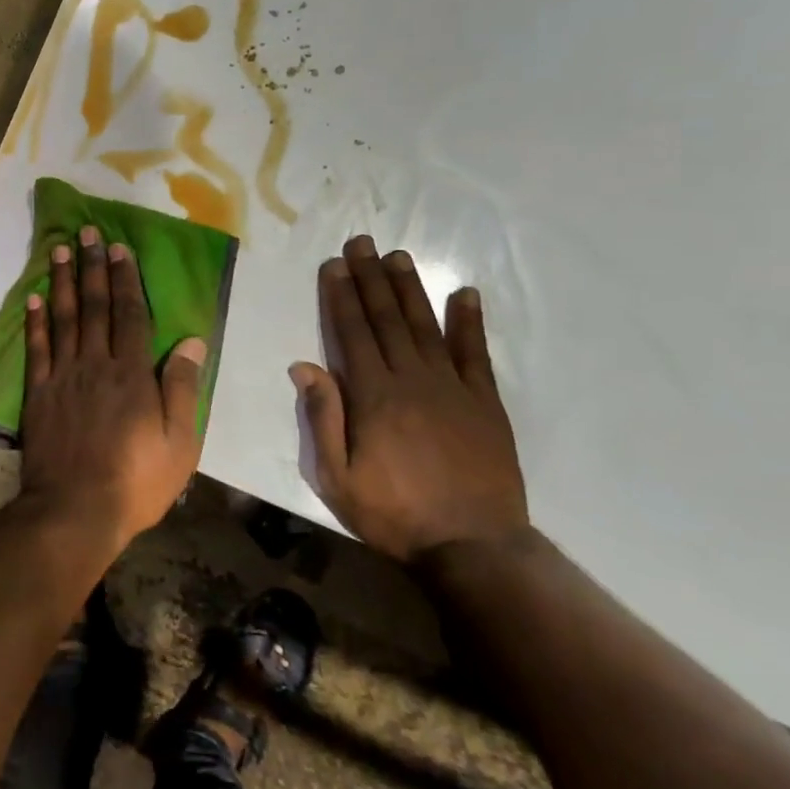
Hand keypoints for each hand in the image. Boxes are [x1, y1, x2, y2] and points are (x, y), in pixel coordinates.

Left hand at [20, 226, 207, 547]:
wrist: (75, 510)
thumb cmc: (136, 481)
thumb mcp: (178, 442)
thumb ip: (181, 388)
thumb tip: (191, 341)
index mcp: (132, 374)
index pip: (130, 314)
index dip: (125, 279)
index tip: (119, 248)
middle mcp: (96, 364)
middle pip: (95, 307)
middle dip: (93, 267)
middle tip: (87, 233)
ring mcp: (63, 377)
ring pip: (64, 319)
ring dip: (63, 281)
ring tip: (59, 249)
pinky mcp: (38, 393)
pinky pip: (36, 348)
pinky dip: (35, 321)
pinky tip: (34, 297)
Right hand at [291, 235, 527, 562]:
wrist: (473, 546)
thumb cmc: (394, 513)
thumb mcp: (337, 477)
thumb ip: (323, 418)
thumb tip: (304, 365)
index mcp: (373, 395)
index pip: (352, 333)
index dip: (340, 296)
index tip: (334, 264)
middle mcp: (412, 379)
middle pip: (387, 319)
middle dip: (371, 278)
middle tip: (362, 242)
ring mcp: (453, 388)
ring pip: (426, 326)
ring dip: (410, 289)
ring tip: (398, 257)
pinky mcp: (485, 403)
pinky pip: (476, 353)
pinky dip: (470, 322)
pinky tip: (465, 295)